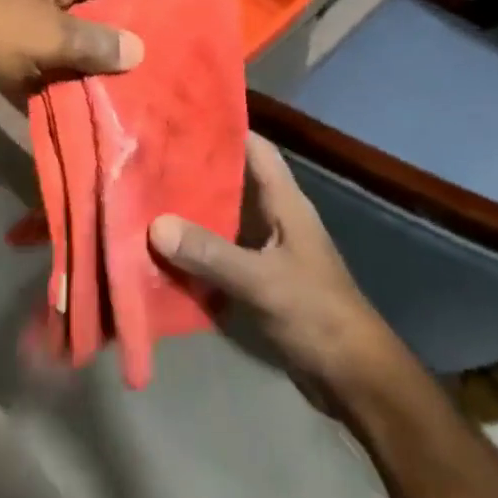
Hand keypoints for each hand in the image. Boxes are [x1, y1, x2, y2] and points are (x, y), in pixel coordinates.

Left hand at [0, 0, 144, 105]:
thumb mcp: (45, 35)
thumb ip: (95, 43)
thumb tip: (139, 51)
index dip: (139, 14)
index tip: (162, 55)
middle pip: (89, 9)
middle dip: (110, 47)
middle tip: (143, 88)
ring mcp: (11, 6)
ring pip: (60, 37)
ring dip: (78, 69)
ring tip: (115, 105)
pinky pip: (32, 55)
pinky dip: (45, 78)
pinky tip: (69, 110)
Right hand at [149, 134, 407, 408]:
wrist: (352, 378)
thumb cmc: (316, 314)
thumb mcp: (261, 281)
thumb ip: (210, 253)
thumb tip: (155, 225)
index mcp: (285, 202)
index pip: (255, 148)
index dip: (223, 129)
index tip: (180, 118)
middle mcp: (274, 218)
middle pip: (232, 181)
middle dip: (194, 170)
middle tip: (147, 158)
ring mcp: (267, 249)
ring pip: (222, 217)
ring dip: (191, 211)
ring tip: (145, 197)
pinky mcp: (259, 279)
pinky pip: (220, 252)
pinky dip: (195, 249)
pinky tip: (162, 250)